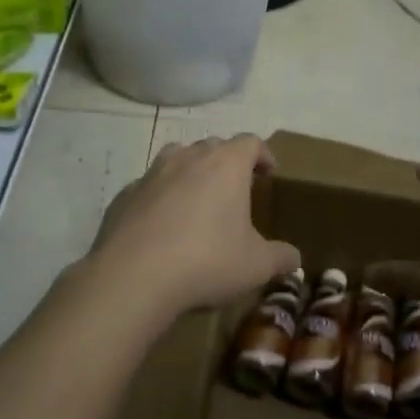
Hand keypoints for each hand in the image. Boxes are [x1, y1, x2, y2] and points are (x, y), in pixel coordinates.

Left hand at [83, 135, 299, 321]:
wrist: (133, 276)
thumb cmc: (206, 262)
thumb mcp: (256, 266)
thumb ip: (280, 258)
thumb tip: (294, 259)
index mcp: (226, 165)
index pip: (250, 142)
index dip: (263, 154)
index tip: (269, 172)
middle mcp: (189, 158)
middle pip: (213, 146)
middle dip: (227, 162)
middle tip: (236, 188)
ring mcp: (152, 173)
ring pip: (178, 157)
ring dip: (191, 171)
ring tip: (198, 198)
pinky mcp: (125, 194)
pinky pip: (149, 186)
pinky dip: (160, 196)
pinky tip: (162, 224)